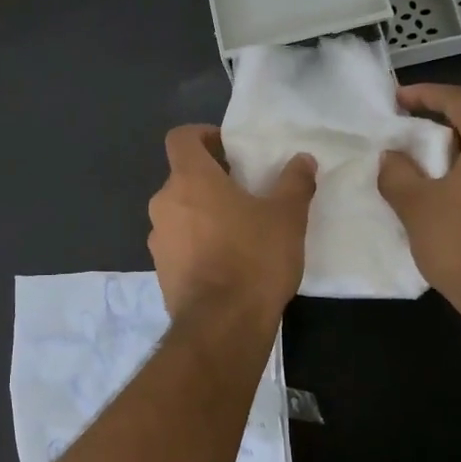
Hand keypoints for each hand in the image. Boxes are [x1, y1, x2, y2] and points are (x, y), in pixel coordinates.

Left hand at [147, 125, 316, 326]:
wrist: (221, 326)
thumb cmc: (253, 258)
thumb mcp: (286, 217)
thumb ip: (294, 183)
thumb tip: (303, 160)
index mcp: (189, 179)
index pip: (180, 138)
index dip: (202, 135)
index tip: (228, 148)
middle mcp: (164, 202)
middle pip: (182, 176)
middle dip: (210, 179)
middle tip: (244, 191)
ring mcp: (158, 238)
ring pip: (179, 211)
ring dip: (203, 212)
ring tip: (238, 228)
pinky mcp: (160, 269)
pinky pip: (178, 242)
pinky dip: (196, 242)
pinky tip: (226, 260)